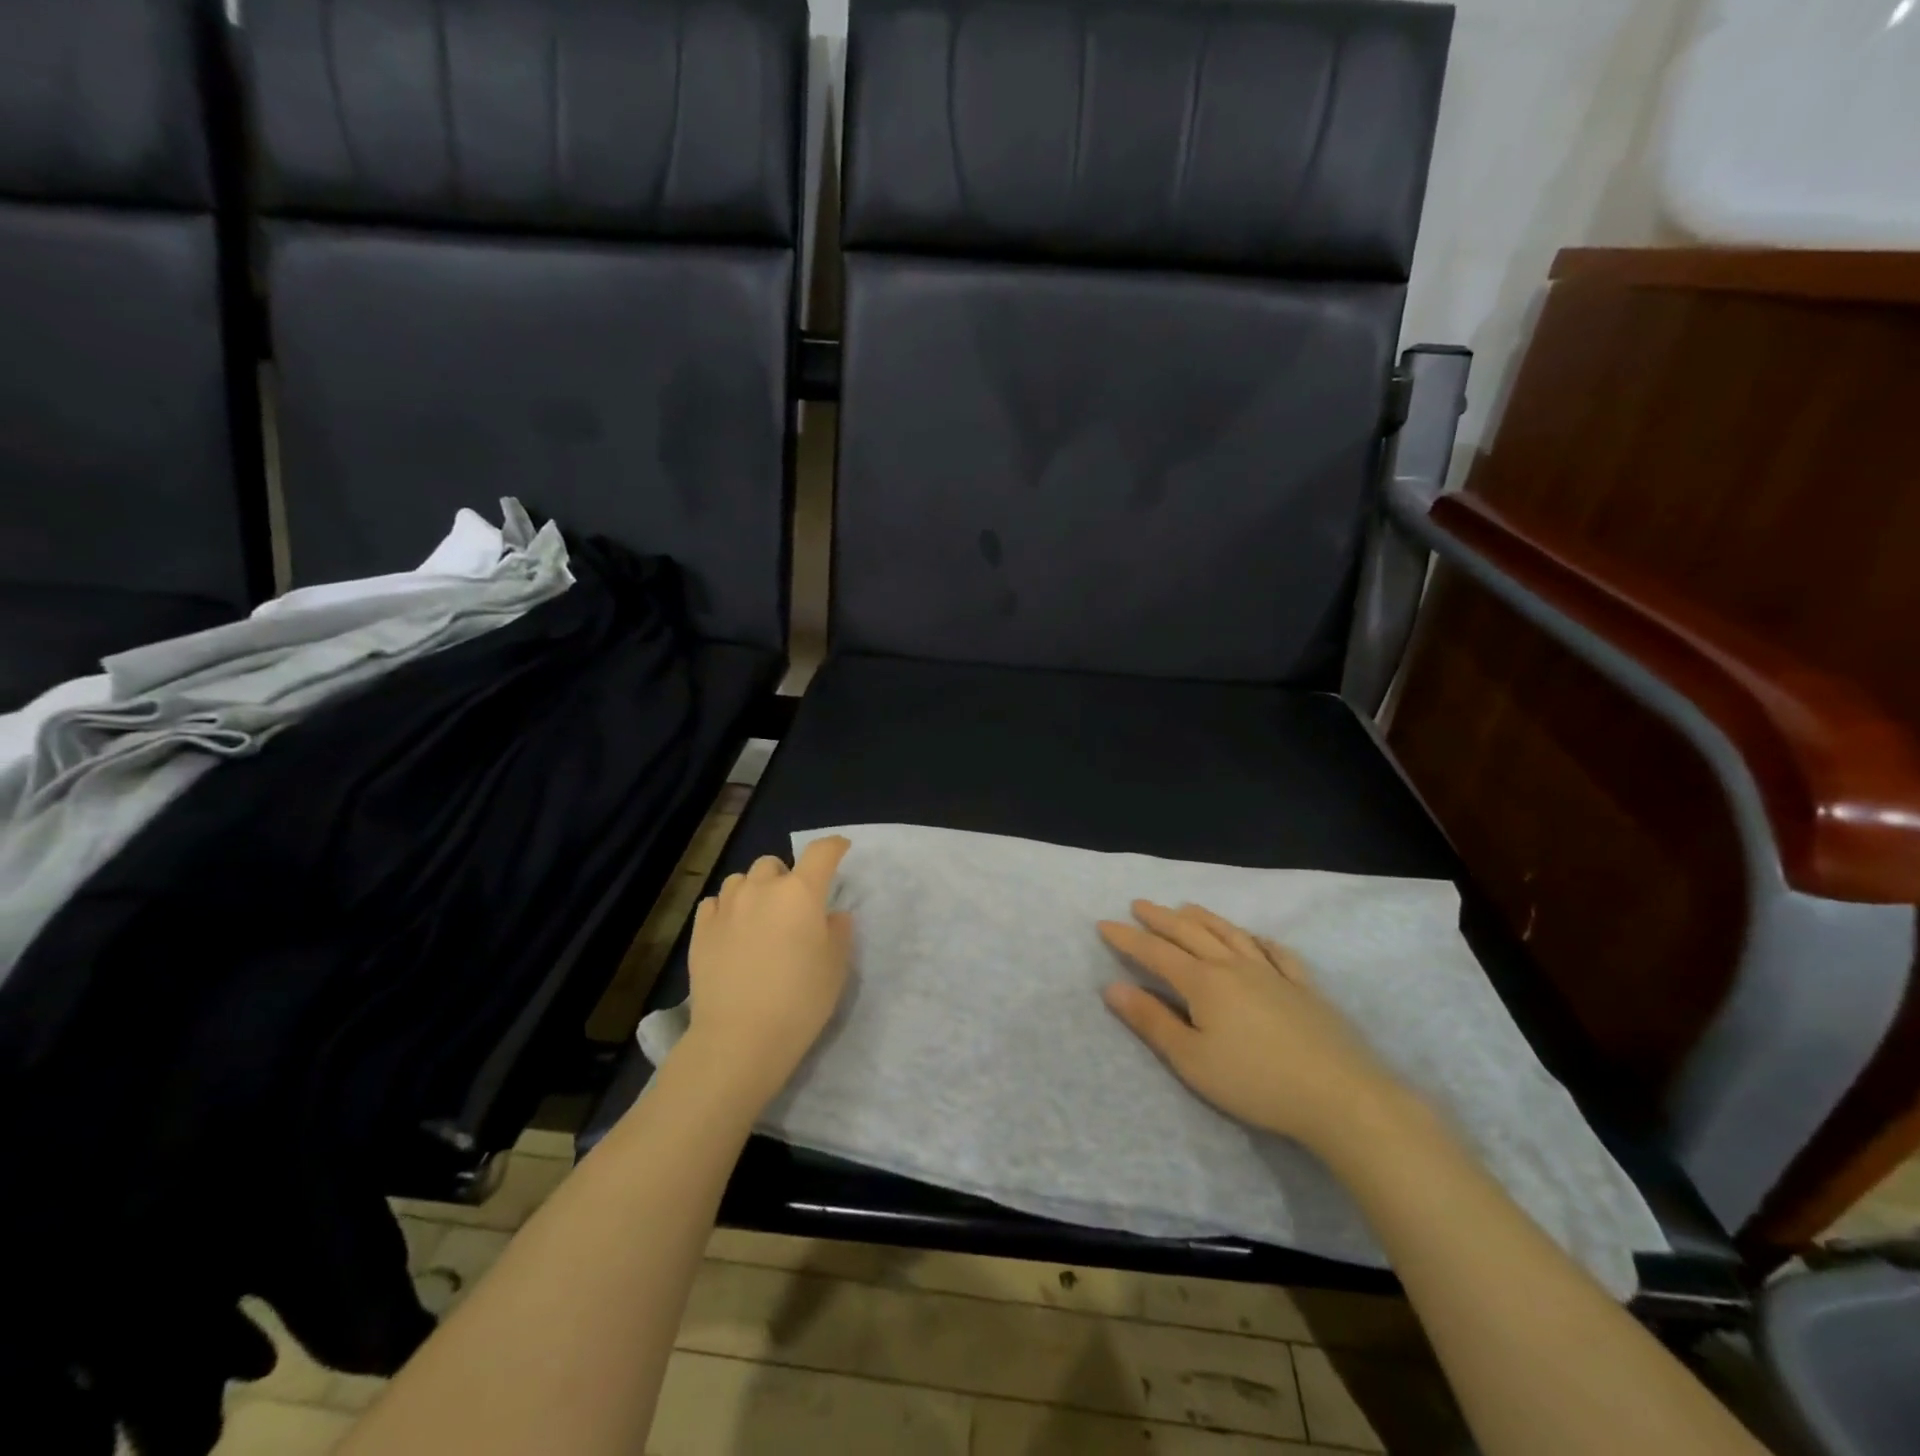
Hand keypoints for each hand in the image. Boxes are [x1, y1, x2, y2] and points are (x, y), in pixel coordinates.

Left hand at [678, 836, 854, 1108]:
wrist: (740, 1038)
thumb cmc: (800, 1000)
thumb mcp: (836, 966)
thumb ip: (838, 930)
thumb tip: (830, 914)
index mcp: (801, 892)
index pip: (821, 852)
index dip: (834, 846)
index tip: (841, 850)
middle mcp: (762, 889)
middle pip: (774, 863)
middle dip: (786, 876)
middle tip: (793, 906)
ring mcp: (727, 907)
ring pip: (741, 880)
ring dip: (754, 890)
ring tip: (759, 917)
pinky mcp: (700, 930)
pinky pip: (715, 903)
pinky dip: (727, 909)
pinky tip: (732, 931)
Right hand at [1099, 901, 1404, 1153]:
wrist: (1340, 1096)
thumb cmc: (1255, 1082)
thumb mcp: (1191, 1059)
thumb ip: (1151, 1021)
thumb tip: (1112, 987)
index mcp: (1203, 983)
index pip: (1156, 952)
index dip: (1127, 938)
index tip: (1104, 924)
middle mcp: (1234, 966)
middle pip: (1190, 933)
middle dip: (1160, 918)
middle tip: (1139, 904)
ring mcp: (1272, 973)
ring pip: (1230, 934)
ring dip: (1203, 918)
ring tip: (1185, 907)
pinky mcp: (1304, 987)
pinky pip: (1276, 952)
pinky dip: (1257, 939)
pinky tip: (1255, 937)